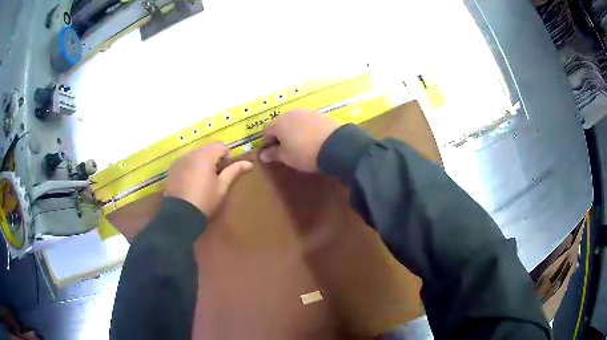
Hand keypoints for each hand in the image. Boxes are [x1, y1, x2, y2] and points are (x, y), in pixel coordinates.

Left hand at [165, 143, 252, 216]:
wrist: (181, 214)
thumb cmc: (205, 200)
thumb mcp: (222, 186)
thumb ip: (234, 171)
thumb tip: (249, 163)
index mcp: (205, 156)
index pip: (220, 146)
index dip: (227, 156)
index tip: (226, 170)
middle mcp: (191, 153)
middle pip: (207, 150)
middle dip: (214, 159)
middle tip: (216, 177)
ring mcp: (180, 160)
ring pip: (196, 156)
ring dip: (202, 163)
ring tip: (203, 180)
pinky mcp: (173, 168)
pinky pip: (186, 162)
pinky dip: (191, 167)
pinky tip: (191, 183)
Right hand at [260, 110, 338, 171]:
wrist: (335, 145)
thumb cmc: (304, 153)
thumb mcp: (286, 157)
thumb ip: (273, 154)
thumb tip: (263, 154)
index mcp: (278, 123)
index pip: (266, 131)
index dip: (266, 142)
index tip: (270, 153)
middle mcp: (290, 114)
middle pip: (280, 124)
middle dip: (280, 135)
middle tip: (284, 149)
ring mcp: (306, 112)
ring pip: (294, 122)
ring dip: (292, 131)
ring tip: (298, 144)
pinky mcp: (319, 114)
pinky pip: (307, 122)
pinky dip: (305, 129)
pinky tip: (310, 139)